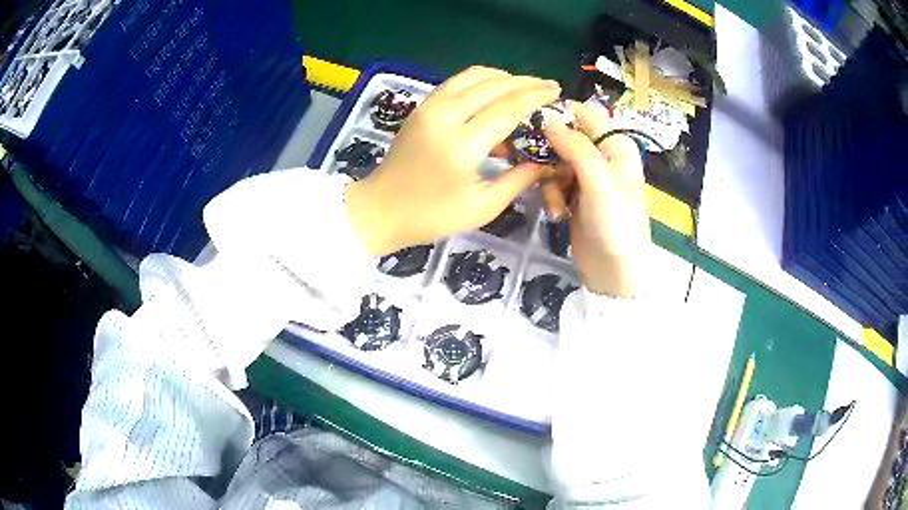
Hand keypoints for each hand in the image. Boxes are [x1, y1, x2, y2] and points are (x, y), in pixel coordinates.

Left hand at [346, 66, 559, 255]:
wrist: (380, 208)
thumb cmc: (431, 216)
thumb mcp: (482, 207)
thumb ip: (518, 180)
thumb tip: (547, 162)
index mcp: (462, 146)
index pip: (508, 108)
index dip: (536, 96)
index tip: (556, 91)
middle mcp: (445, 117)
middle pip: (493, 86)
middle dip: (525, 82)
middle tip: (547, 86)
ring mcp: (429, 107)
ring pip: (473, 76)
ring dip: (503, 77)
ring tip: (524, 86)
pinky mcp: (421, 106)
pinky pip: (456, 82)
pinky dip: (480, 79)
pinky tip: (494, 88)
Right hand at [543, 102, 650, 297]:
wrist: (614, 271)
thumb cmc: (614, 222)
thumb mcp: (597, 180)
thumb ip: (574, 145)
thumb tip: (546, 118)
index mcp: (616, 145)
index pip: (584, 115)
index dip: (558, 116)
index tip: (532, 125)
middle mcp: (603, 156)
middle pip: (565, 138)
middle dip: (549, 154)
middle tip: (535, 166)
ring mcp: (589, 177)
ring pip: (555, 161)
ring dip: (549, 180)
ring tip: (557, 203)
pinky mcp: (576, 196)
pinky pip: (555, 183)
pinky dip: (552, 195)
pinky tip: (558, 213)